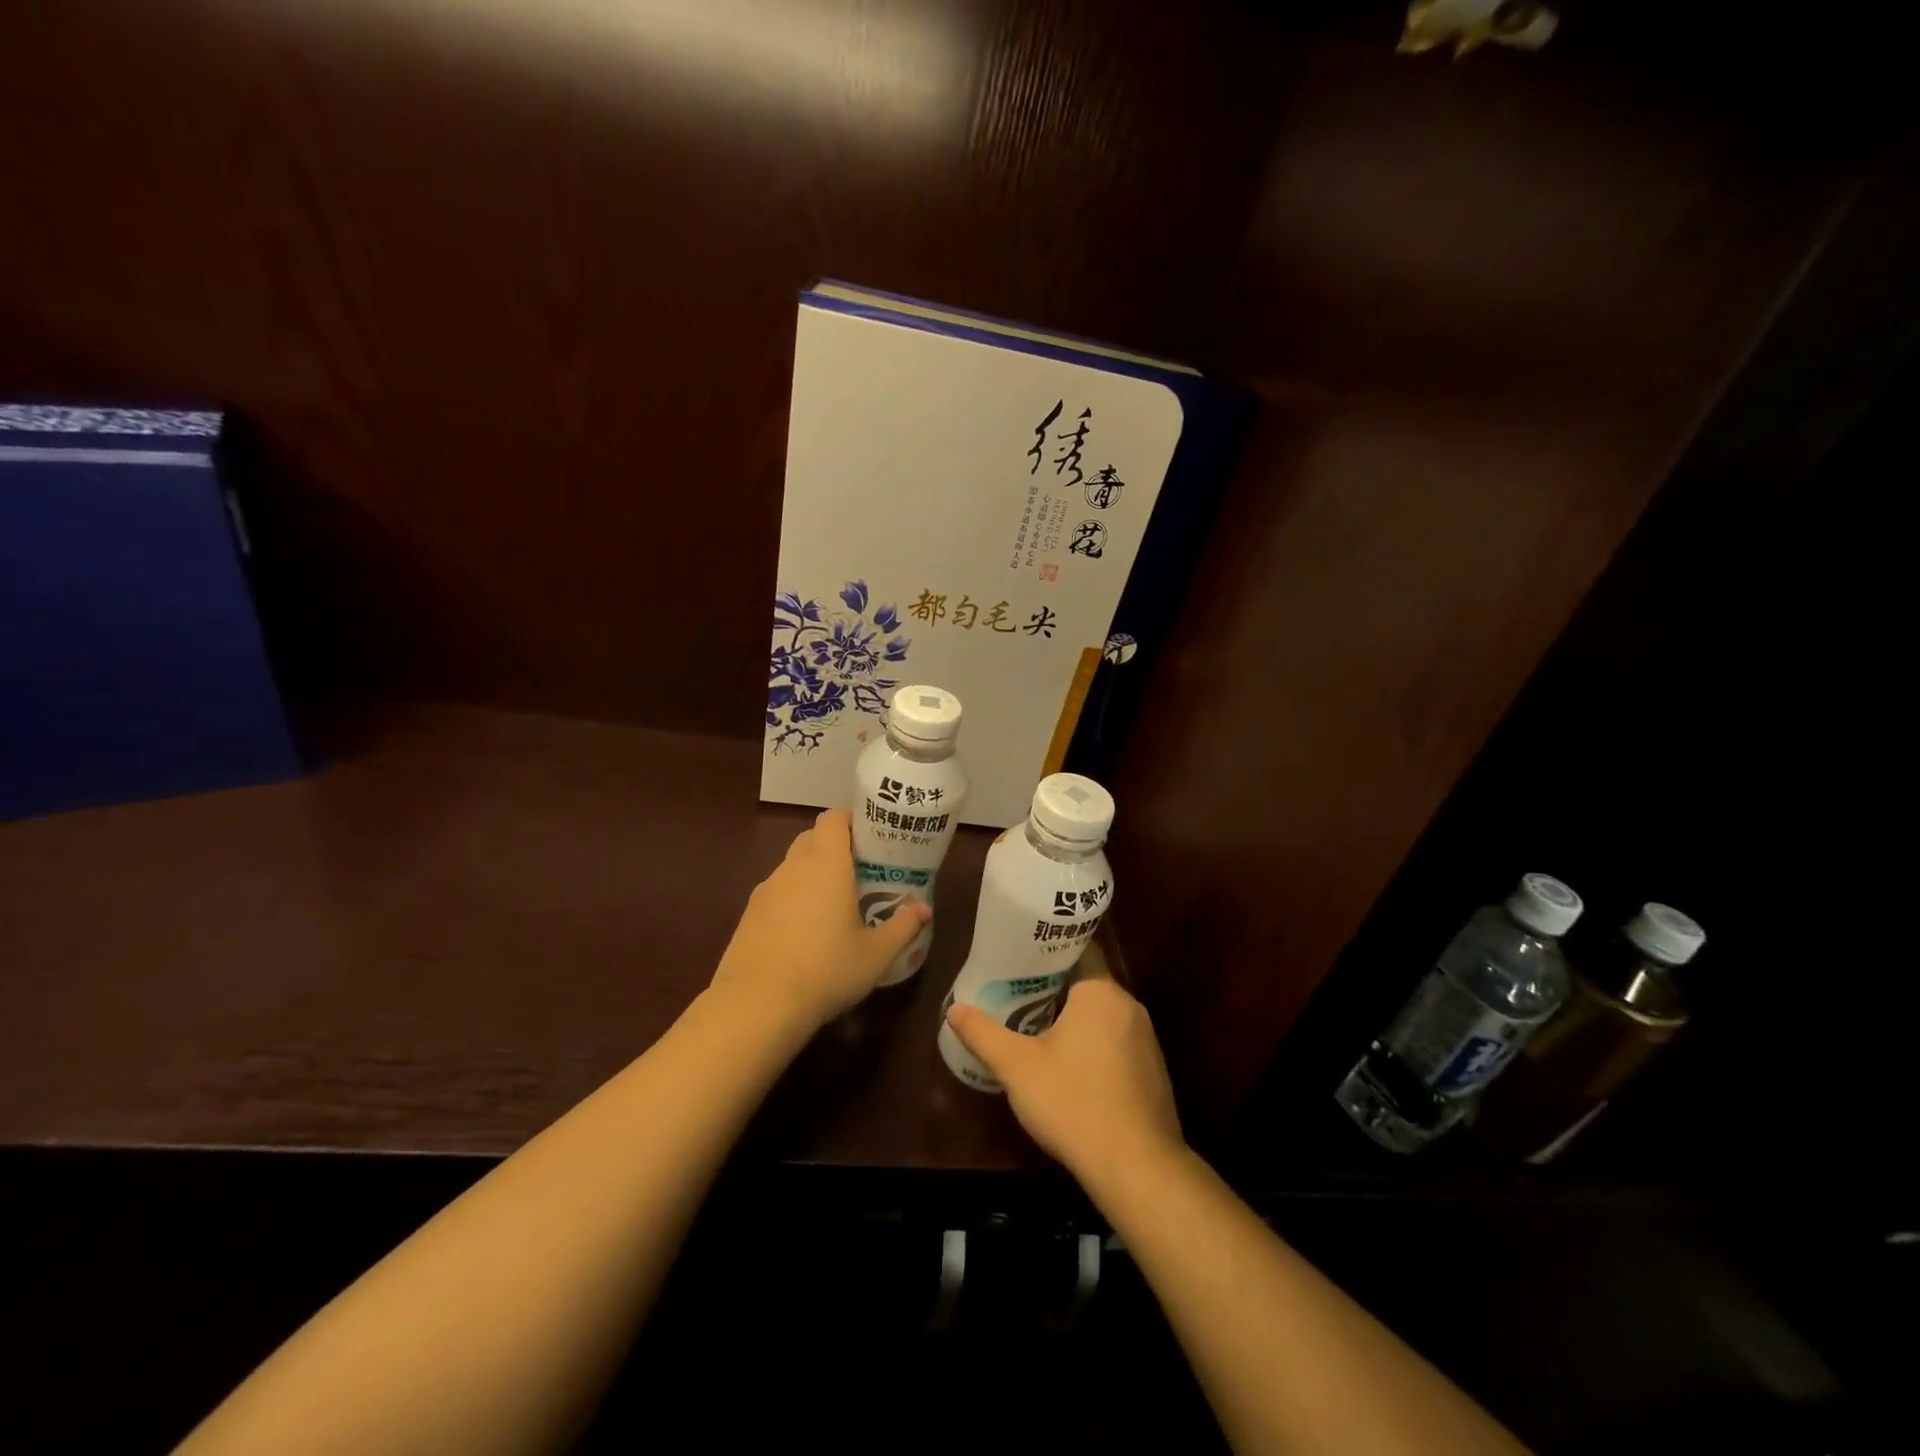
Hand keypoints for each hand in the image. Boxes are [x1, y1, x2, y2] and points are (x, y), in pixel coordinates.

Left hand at [710, 809, 928, 1030]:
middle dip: (834, 847)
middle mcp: (793, 867)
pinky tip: (803, 932)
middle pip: (812, 838)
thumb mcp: (876, 954)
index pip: (833, 818)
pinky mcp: (748, 914)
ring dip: (812, 874)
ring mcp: (766, 890)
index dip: (851, 820)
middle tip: (858, 872)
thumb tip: (924, 910)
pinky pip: (776, 893)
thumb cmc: (826, 970)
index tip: (870, 838)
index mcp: (826, 864)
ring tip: (833, 906)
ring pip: (792, 866)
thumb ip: (903, 927)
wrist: (757, 1005)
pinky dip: (792, 899)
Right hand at [945, 946, 1183, 1189]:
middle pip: (1088, 983)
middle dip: (1054, 987)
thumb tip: (954, 1010)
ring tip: (1036, 1026)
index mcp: (1101, 992)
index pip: (1079, 949)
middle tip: (1017, 991)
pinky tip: (1070, 1067)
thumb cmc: (1074, 1102)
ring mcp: (1146, 1040)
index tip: (1020, 954)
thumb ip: (983, 1034)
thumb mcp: (1017, 1067)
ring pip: (1103, 1015)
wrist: (1137, 1167)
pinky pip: (1118, 1042)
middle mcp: (1129, 1007)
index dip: (1048, 949)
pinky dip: (1094, 1044)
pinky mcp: (1153, 1071)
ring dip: (1075, 1018)